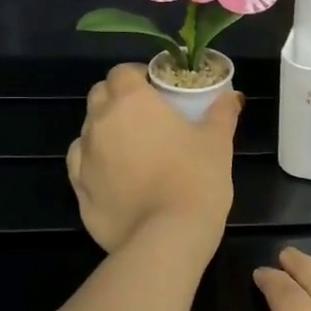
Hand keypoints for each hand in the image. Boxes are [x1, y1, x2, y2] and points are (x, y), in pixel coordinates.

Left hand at [66, 63, 239, 251]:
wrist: (167, 238)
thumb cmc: (196, 178)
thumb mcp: (217, 142)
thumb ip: (222, 113)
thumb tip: (232, 96)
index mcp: (131, 102)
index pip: (122, 72)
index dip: (138, 76)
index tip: (157, 90)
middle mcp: (100, 123)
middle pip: (99, 96)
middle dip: (118, 99)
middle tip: (146, 117)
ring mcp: (84, 158)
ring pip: (87, 131)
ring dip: (105, 132)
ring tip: (132, 151)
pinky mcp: (79, 191)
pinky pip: (82, 166)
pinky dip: (96, 165)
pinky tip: (117, 178)